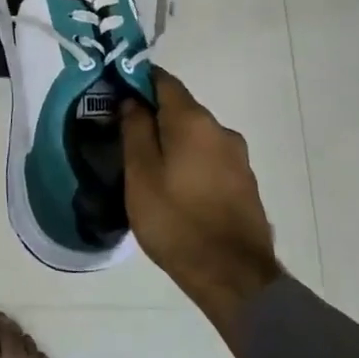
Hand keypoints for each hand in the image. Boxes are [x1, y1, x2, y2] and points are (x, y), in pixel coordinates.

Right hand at [121, 70, 281, 326]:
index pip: (163, 81)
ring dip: (171, 142)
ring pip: (195, 136)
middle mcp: (221, 130)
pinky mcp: (244, 183)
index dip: (137, 81)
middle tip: (123, 136)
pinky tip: (174, 187)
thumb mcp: (140, 174)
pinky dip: (188, 162)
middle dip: (152, 116)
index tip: (114, 94)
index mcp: (194, 121)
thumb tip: (132, 99)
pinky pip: (209, 159)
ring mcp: (238, 158)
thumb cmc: (176, 220)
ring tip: (146, 168)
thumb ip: (134, 130)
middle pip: (180, 109)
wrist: (233, 276)